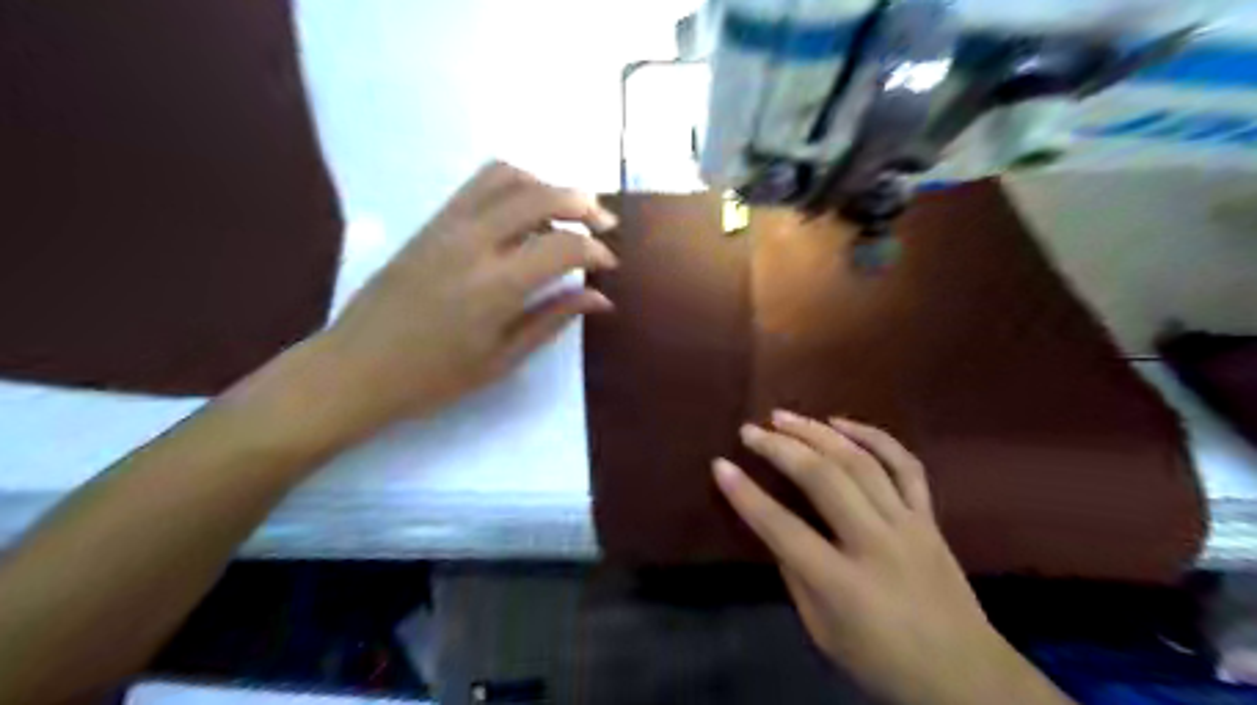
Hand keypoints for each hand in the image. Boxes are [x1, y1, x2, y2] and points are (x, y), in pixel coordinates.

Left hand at [289, 162, 618, 441]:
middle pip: (541, 195)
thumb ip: (553, 319)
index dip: (596, 251)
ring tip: (563, 215)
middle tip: (602, 226)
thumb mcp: (503, 358)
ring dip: (546, 186)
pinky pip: (478, 185)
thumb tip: (600, 299)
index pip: (564, 245)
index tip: (609, 265)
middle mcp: (474, 242)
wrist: (356, 367)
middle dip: (583, 204)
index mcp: (496, 285)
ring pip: (507, 176)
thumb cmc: (433, 377)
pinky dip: (513, 187)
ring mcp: (447, 225)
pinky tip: (523, 217)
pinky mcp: (430, 222)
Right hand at [717, 411, 1068, 704]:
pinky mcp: (929, 517)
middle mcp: (876, 544)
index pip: (782, 528)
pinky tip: (842, 422)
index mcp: (842, 584)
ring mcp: (908, 524)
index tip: (720, 465)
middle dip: (780, 448)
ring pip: (860, 461)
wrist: (968, 677)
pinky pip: (904, 464)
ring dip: (817, 432)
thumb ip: (796, 576)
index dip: (745, 494)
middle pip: (823, 479)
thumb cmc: (883, 662)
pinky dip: (873, 436)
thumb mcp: (823, 632)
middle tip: (750, 430)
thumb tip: (775, 529)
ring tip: (785, 416)